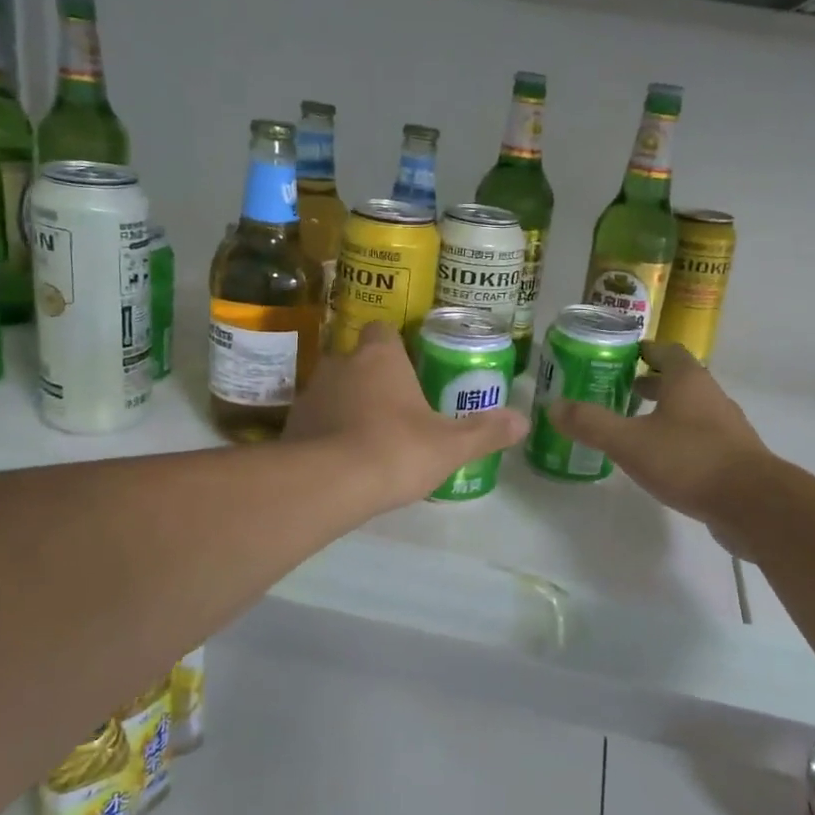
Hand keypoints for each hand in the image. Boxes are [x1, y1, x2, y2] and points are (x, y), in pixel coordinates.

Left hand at [285, 322, 528, 510]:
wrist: (327, 484)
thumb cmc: (396, 450)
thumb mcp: (451, 446)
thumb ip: (486, 432)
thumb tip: (523, 421)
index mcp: (380, 357)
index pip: (383, 330)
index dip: (396, 345)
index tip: (409, 366)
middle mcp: (341, 364)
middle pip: (358, 359)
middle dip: (373, 378)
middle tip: (396, 406)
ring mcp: (311, 393)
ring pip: (334, 389)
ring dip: (348, 404)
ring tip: (369, 434)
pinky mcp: (291, 424)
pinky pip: (315, 419)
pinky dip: (327, 431)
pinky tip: (343, 458)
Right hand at [546, 342, 772, 551]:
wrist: (752, 503)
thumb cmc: (688, 460)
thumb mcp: (629, 442)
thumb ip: (591, 423)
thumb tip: (553, 407)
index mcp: (688, 380)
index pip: (666, 351)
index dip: (644, 350)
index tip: (620, 357)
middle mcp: (710, 396)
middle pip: (679, 379)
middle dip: (650, 382)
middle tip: (619, 390)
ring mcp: (726, 427)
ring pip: (690, 409)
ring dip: (665, 411)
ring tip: (635, 425)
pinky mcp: (733, 457)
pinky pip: (700, 437)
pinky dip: (679, 438)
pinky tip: (661, 459)